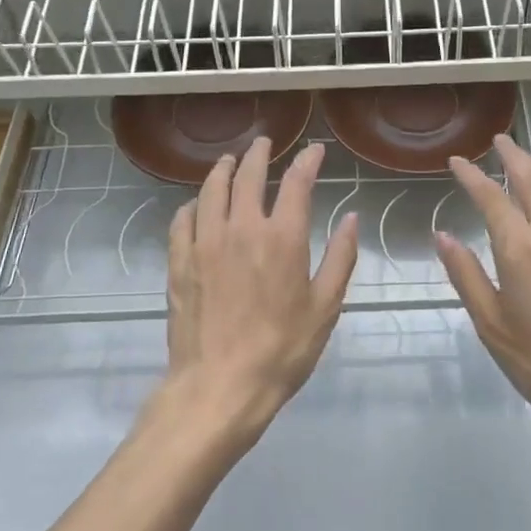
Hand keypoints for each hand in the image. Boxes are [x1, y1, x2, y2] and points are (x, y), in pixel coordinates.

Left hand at [162, 137, 358, 451]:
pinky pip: (183, 220)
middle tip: (264, 143)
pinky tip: (197, 206)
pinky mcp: (179, 262)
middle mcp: (241, 228)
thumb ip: (340, 258)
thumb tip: (351, 219)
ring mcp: (205, 243)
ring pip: (211, 190)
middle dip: (259, 154)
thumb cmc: (281, 350)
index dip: (307, 161)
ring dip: (222, 169)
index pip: (296, 182)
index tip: (315, 150)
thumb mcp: (325, 307)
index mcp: (282, 237)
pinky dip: (193, 205)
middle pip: (248, 176)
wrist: (219, 386)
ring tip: (229, 161)